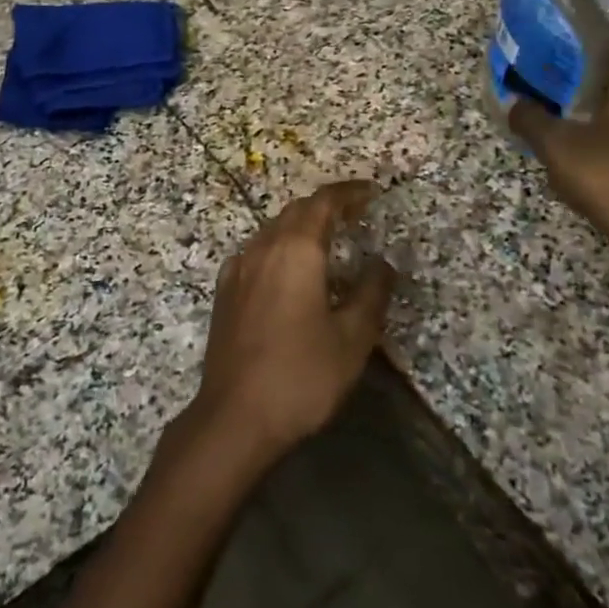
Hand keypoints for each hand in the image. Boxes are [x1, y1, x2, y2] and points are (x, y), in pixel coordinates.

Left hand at [192, 182, 393, 464]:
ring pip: (273, 228)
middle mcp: (263, 247)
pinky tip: (289, 269)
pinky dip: (280, 246)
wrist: (235, 414)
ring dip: (302, 225)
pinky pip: (257, 251)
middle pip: (296, 211)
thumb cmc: (301, 375)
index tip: (371, 192)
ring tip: (328, 239)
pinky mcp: (225, 289)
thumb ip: (371, 294)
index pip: (323, 203)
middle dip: (327, 206)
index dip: (348, 193)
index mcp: (296, 251)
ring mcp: (239, 267)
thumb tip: (383, 263)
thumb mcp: (352, 339)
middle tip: (356, 214)